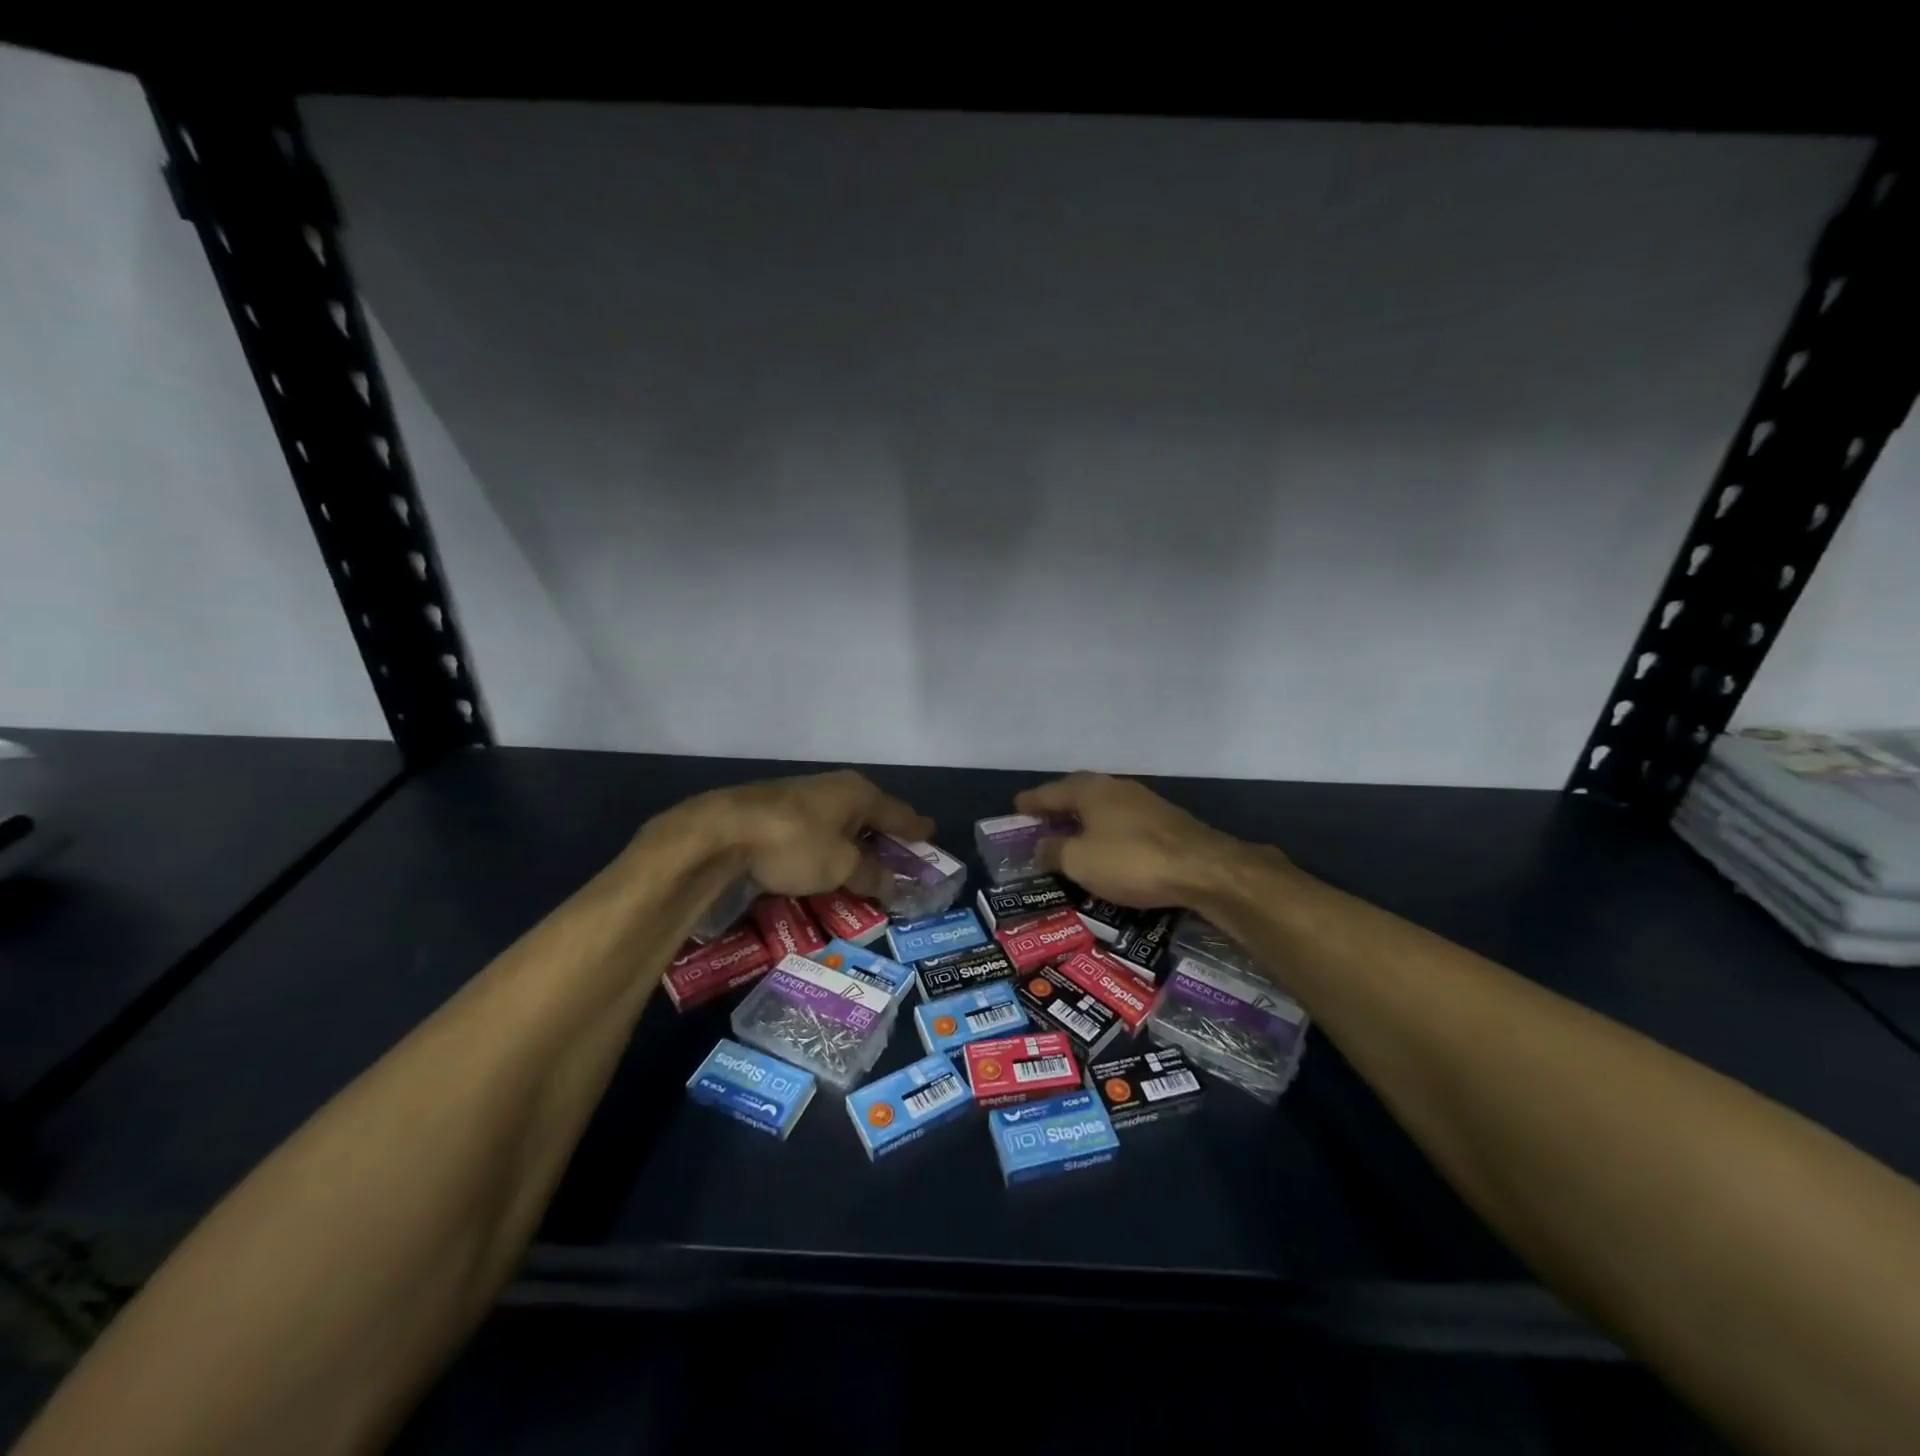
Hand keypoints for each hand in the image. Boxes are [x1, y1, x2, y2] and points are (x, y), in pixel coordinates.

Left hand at [685, 770, 932, 900]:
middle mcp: (834, 789)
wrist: (722, 832)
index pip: (898, 813)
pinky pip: (817, 830)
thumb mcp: (841, 866)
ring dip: (855, 842)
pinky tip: (824, 860)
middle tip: (902, 854)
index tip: (931, 833)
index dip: (915, 827)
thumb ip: (871, 874)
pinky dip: (828, 846)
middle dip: (885, 835)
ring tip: (865, 861)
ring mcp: (802, 798)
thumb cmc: (795, 844)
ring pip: (841, 822)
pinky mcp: (776, 812)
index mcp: (858, 794)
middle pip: (870, 814)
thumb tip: (895, 884)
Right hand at [1016, 772, 1257, 909]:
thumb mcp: (1080, 862)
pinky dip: (1106, 830)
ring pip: (1102, 806)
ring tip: (1070, 834)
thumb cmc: (1131, 861)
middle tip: (1041, 820)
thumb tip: (1040, 846)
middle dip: (1058, 806)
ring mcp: (1144, 802)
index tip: (1016, 807)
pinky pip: (1122, 821)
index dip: (1031, 802)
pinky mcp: (1165, 822)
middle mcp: (1115, 788)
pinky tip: (1106, 846)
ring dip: (1084, 818)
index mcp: (1089, 790)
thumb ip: (1053, 851)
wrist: (1203, 869)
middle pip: (1078, 793)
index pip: (1050, 792)